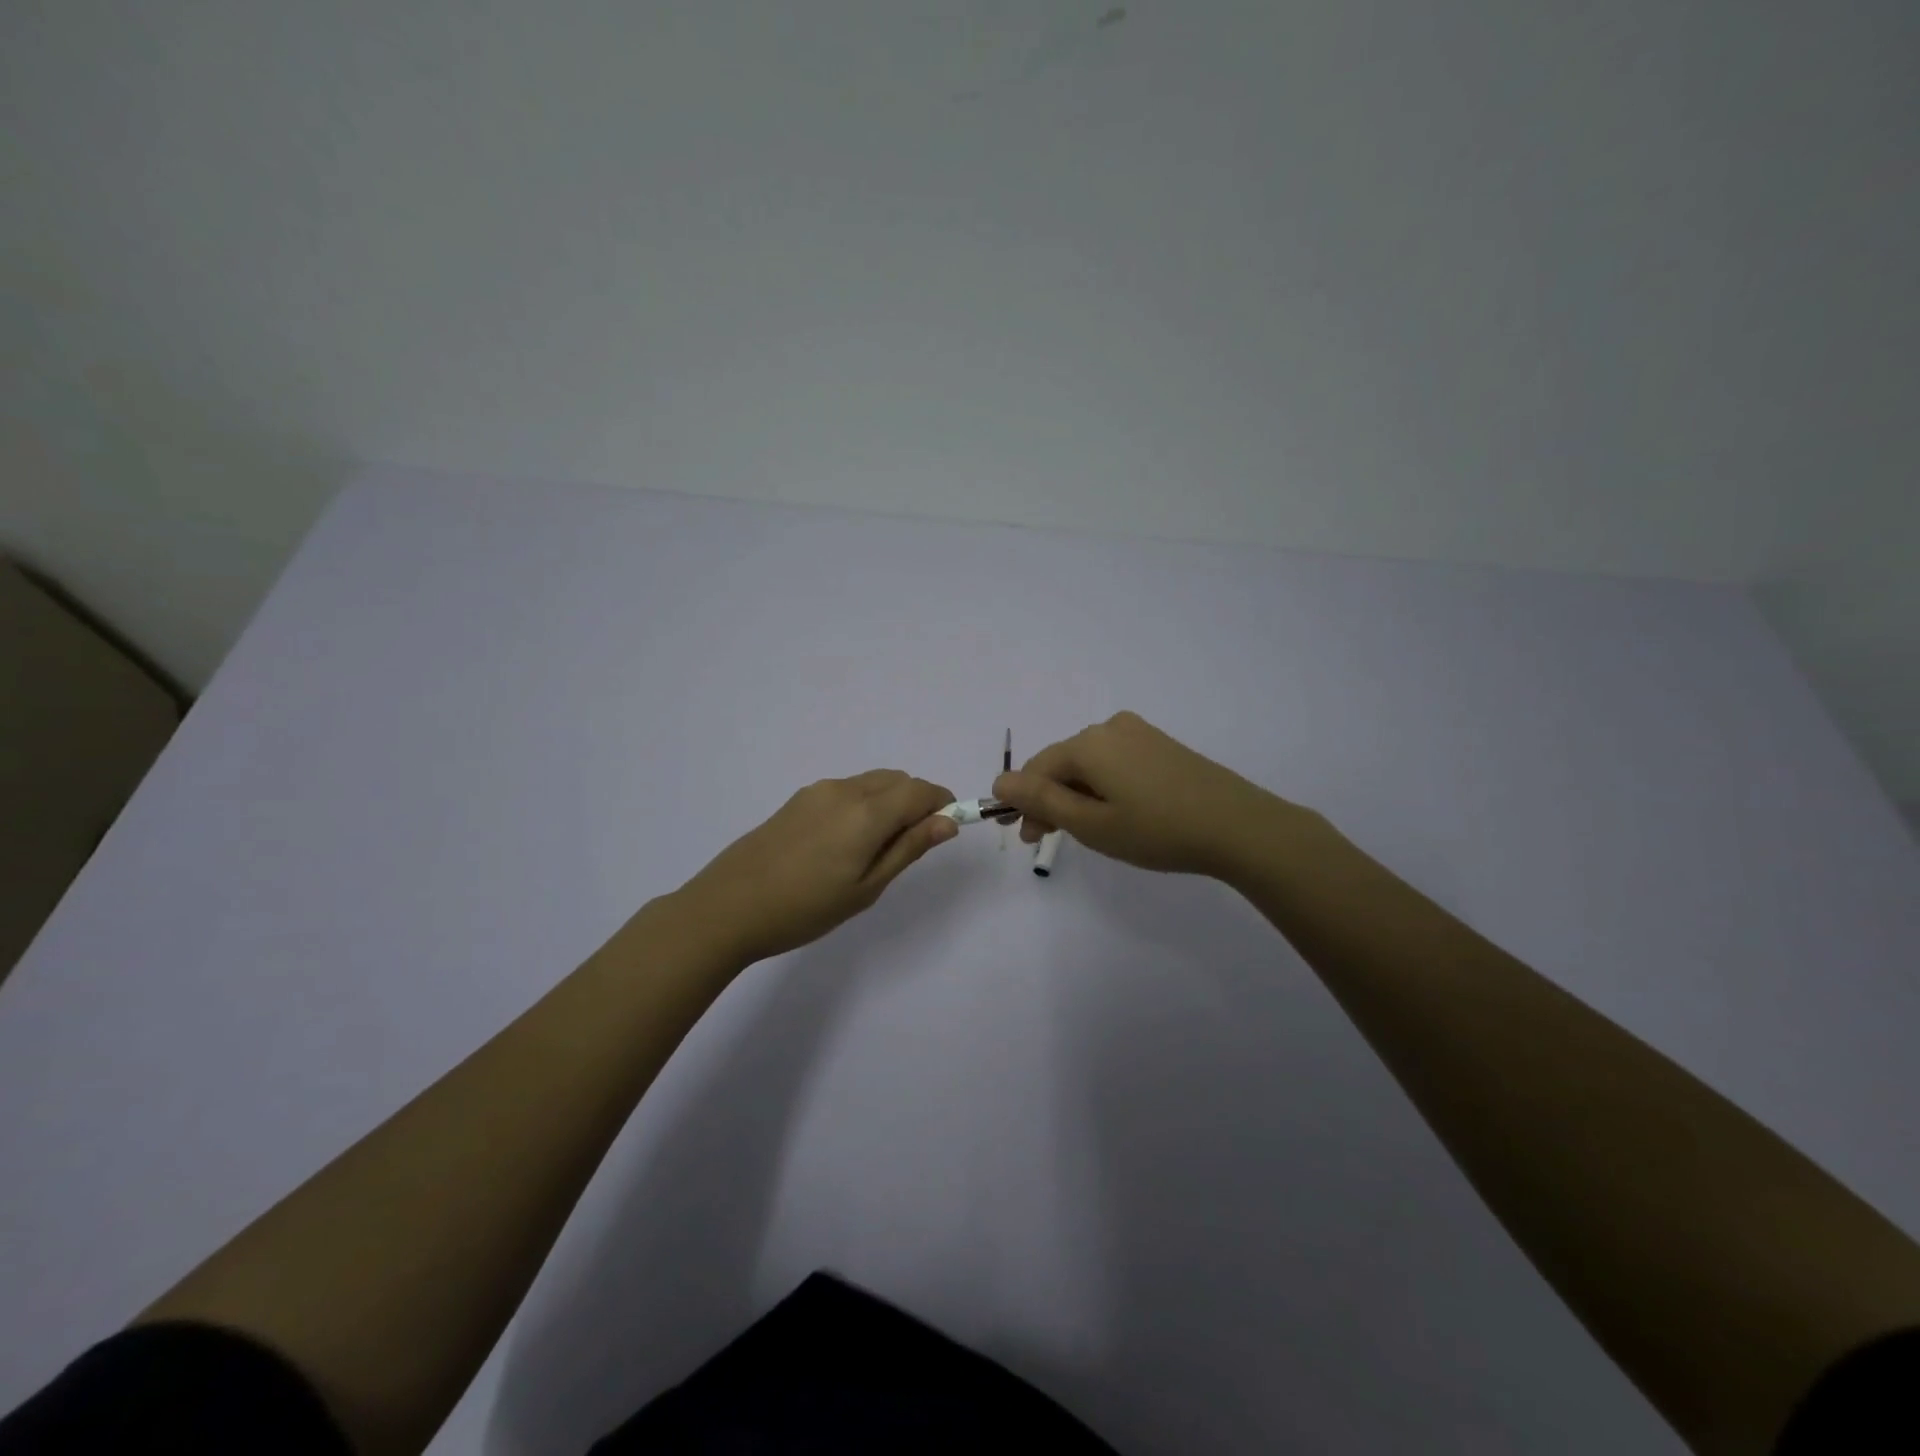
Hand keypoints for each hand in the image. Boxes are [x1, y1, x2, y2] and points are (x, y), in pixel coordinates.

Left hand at [673, 770, 957, 965]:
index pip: (921, 790)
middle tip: (907, 848)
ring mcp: (818, 791)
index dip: (942, 804)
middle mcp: (844, 790)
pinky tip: (843, 844)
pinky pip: (847, 790)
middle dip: (916, 802)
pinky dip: (863, 804)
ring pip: (872, 783)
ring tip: (872, 850)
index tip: (945, 830)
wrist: (727, 908)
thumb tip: (948, 822)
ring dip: (889, 802)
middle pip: (898, 780)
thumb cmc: (805, 908)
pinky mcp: (798, 799)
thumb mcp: (866, 887)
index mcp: (866, 812)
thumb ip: (909, 848)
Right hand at [992, 712, 1293, 878]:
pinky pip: (1115, 761)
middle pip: (1062, 763)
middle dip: (1050, 800)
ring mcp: (1139, 733)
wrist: (1239, 826)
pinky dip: (1103, 786)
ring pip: (1089, 763)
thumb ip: (1041, 801)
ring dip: (1077, 795)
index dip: (1024, 803)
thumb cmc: (1157, 830)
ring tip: (1089, 831)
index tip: (1029, 839)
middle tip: (1053, 839)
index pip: (1036, 769)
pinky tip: (1118, 812)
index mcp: (1087, 743)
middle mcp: (1109, 727)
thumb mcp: (1091, 823)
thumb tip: (999, 782)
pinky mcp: (1160, 744)